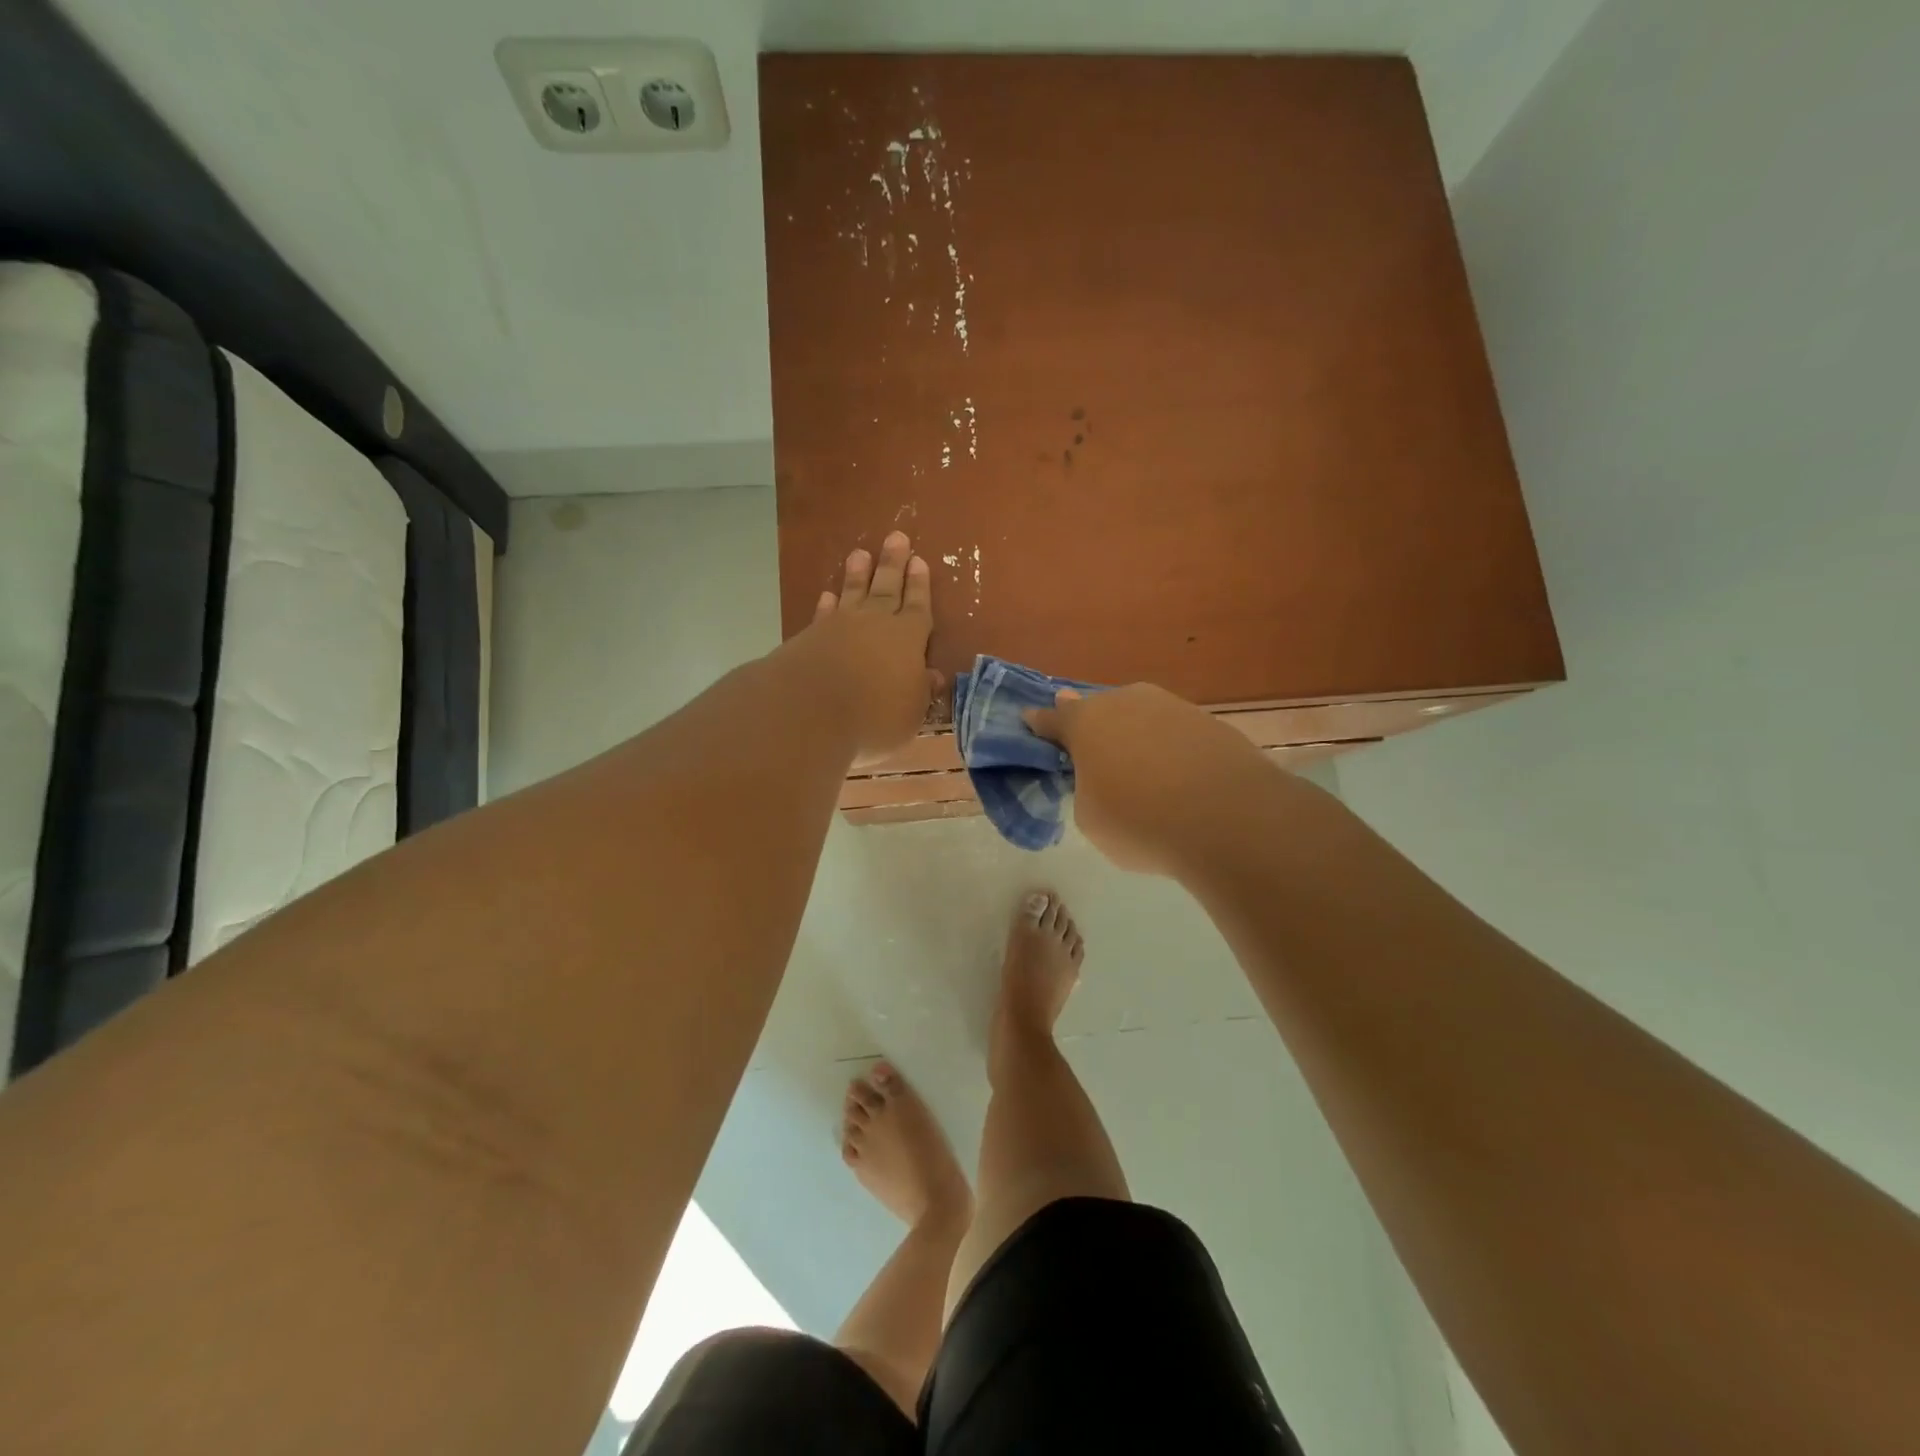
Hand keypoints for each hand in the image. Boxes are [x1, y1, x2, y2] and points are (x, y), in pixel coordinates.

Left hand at [799, 530, 938, 763]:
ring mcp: (839, 627)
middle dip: (893, 564)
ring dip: (858, 574)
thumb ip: (922, 691)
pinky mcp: (810, 638)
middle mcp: (875, 624)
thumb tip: (933, 676)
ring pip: (853, 594)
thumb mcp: (911, 712)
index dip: (920, 586)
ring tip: (860, 554)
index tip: (920, 561)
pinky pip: (824, 614)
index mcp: (908, 639)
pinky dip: (827, 604)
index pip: (917, 606)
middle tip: (896, 537)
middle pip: (887, 588)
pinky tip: (828, 596)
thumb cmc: (874, 715)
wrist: (809, 709)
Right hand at [1025, 684, 1269, 875]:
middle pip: (1099, 712)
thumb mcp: (1090, 817)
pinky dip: (1169, 749)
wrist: (1229, 819)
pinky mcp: (1209, 720)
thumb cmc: (1140, 822)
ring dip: (1134, 738)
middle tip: (1094, 758)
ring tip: (1142, 775)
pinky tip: (1178, 779)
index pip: (1052, 719)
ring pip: (1140, 718)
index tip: (1031, 724)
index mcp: (1086, 721)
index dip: (1040, 725)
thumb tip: (1099, 770)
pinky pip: (1174, 733)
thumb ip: (1084, 786)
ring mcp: (1171, 706)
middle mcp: (1126, 701)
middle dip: (1093, 730)